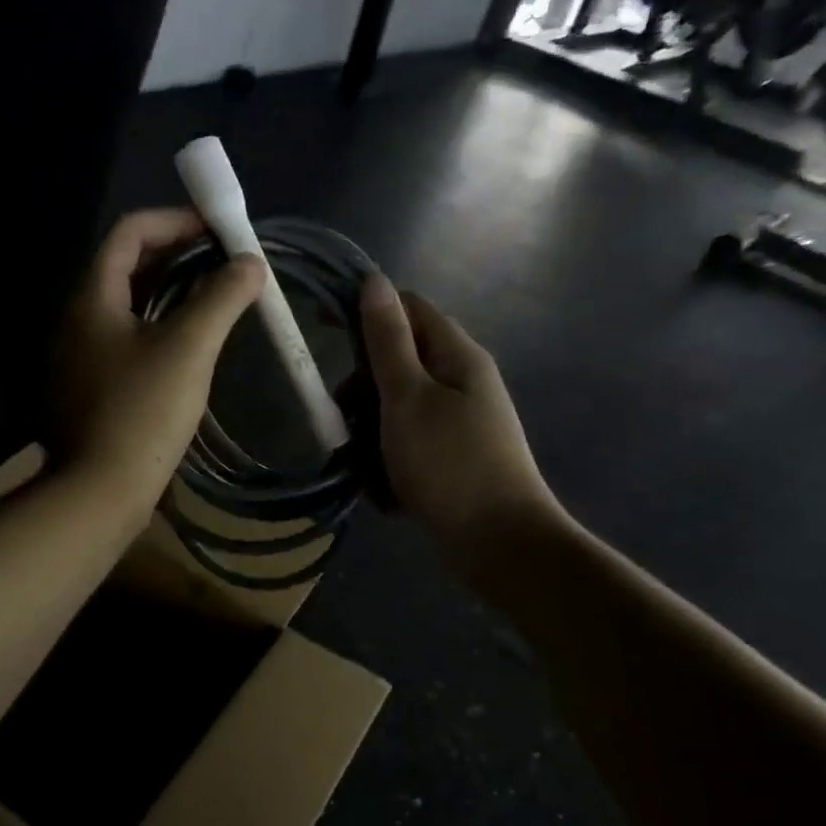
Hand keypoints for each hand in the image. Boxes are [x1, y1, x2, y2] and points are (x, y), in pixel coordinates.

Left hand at [52, 209, 264, 522]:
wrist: (100, 492)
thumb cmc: (143, 412)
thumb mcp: (188, 348)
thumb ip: (221, 298)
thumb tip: (251, 263)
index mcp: (92, 298)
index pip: (130, 232)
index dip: (176, 221)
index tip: (219, 232)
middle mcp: (78, 319)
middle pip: (127, 266)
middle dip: (179, 256)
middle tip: (225, 265)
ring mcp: (80, 356)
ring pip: (129, 305)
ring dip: (172, 293)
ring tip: (217, 300)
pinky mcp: (91, 387)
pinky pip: (127, 339)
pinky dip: (160, 327)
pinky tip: (191, 346)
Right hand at [359, 272, 570, 564]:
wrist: (501, 545)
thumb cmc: (449, 464)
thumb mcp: (408, 397)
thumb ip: (388, 341)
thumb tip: (374, 280)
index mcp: (457, 356)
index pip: (408, 308)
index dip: (366, 311)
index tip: (324, 330)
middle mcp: (462, 382)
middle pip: (399, 361)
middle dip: (363, 386)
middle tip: (342, 418)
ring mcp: (459, 423)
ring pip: (398, 408)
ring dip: (371, 430)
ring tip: (359, 464)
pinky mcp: (453, 459)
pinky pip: (409, 445)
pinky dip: (390, 461)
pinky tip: (383, 490)